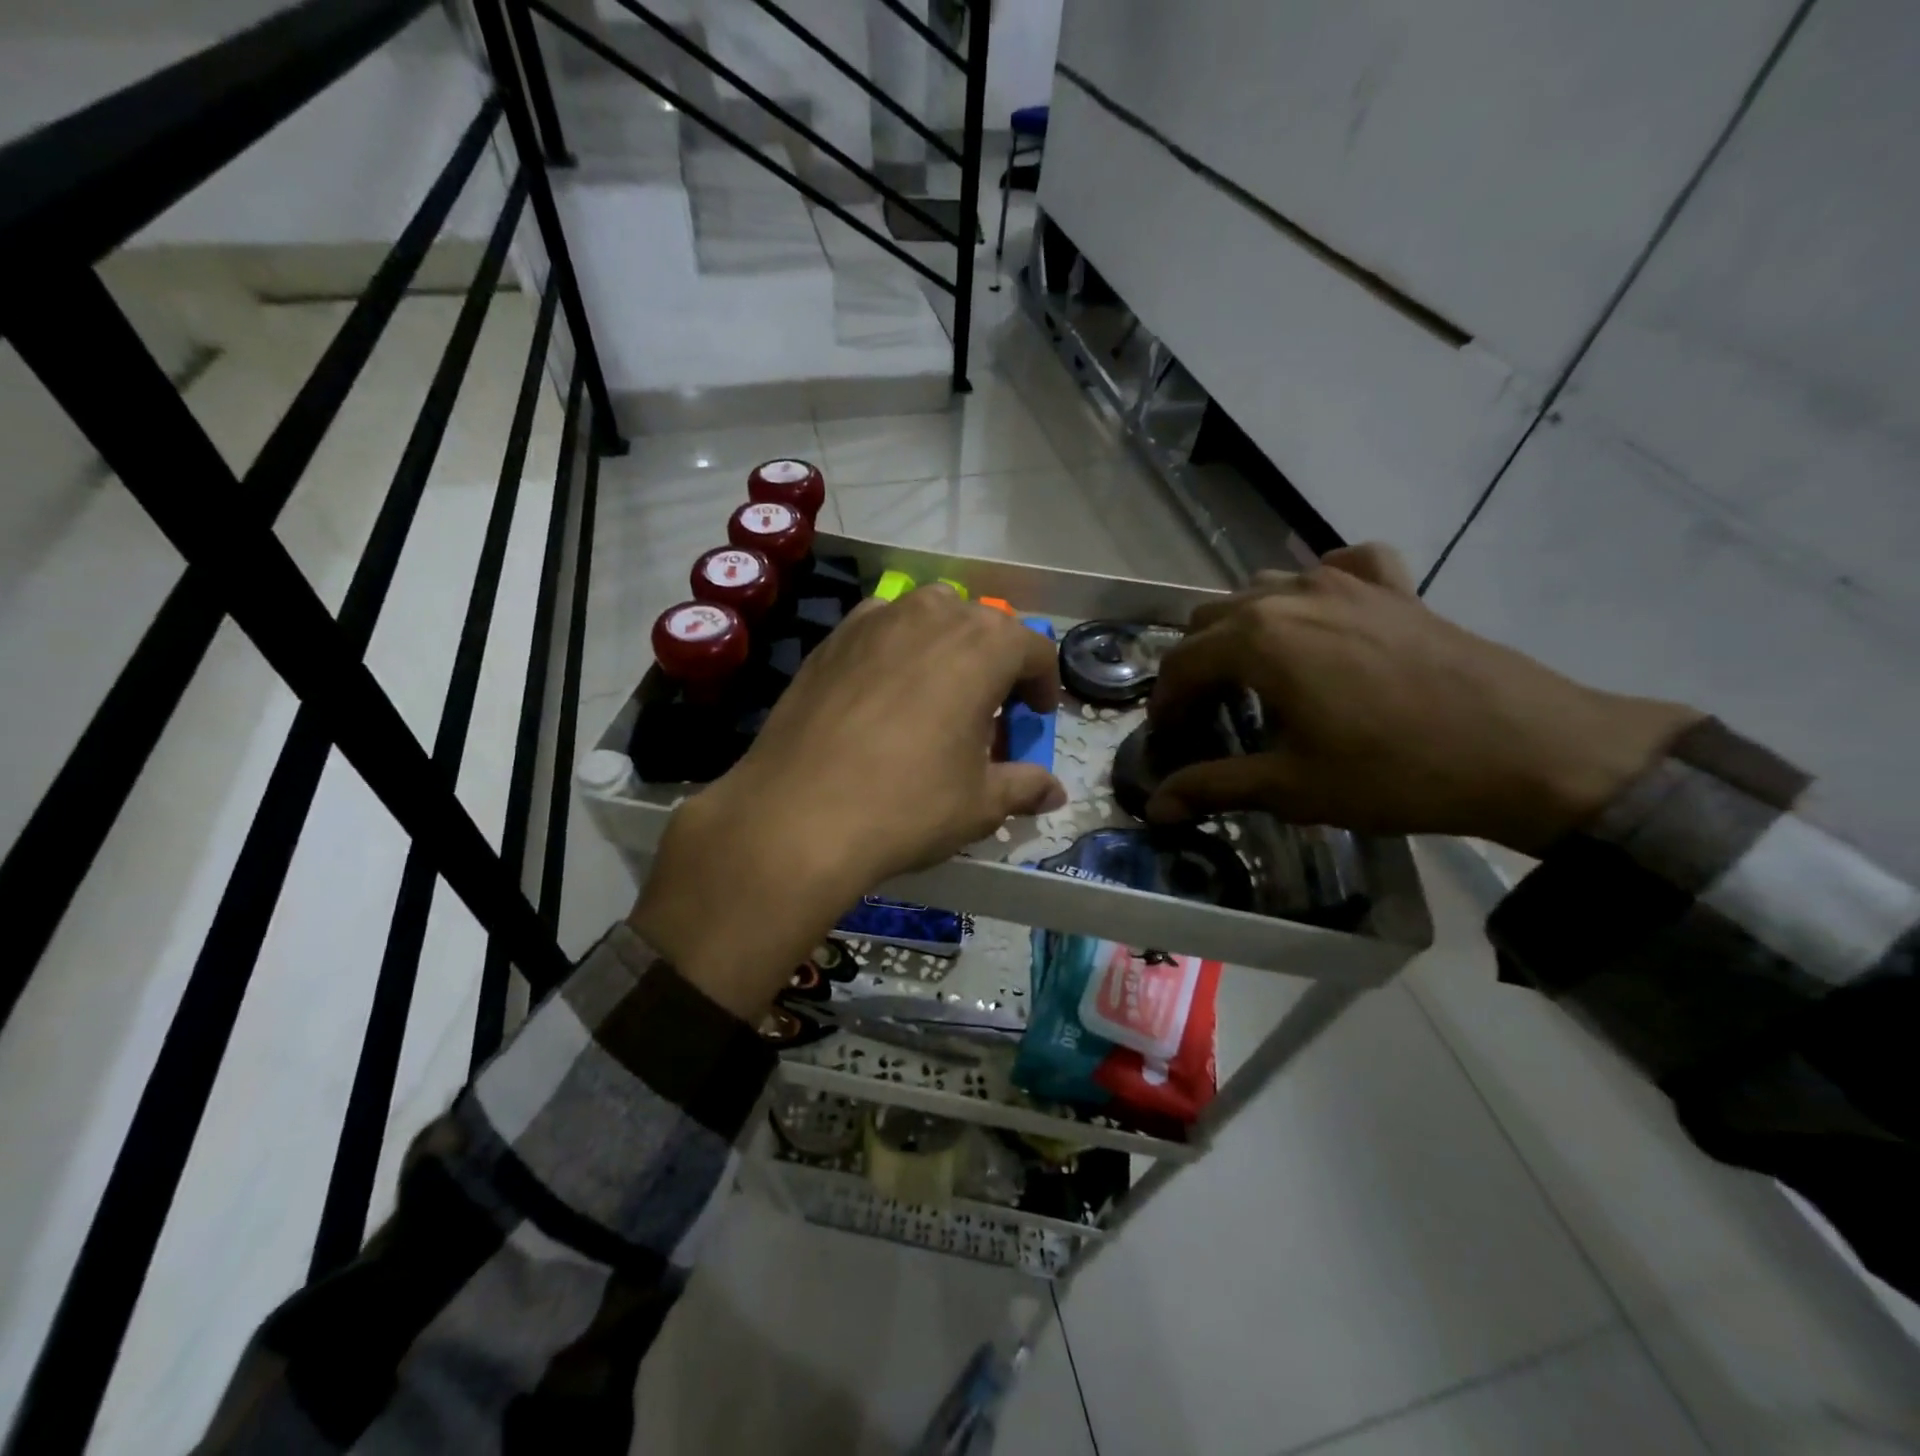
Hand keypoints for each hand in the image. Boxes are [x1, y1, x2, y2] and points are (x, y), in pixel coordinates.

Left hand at [632, 585, 1064, 1017]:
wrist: (797, 816)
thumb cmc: (907, 805)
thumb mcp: (980, 804)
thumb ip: (1024, 786)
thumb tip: (1054, 792)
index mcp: (983, 646)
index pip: (1033, 649)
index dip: (1043, 685)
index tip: (1035, 718)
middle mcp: (932, 615)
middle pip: (983, 625)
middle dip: (997, 663)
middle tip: (989, 711)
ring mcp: (875, 620)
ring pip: (930, 615)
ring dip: (947, 646)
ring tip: (938, 693)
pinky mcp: (831, 638)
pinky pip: (881, 627)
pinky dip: (897, 648)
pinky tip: (885, 690)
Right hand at [1145, 544, 1700, 854]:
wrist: (1526, 751)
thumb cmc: (1394, 772)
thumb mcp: (1292, 787)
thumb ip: (1214, 787)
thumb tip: (1155, 807)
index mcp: (1257, 640)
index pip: (1181, 663)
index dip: (1165, 703)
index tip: (1169, 737)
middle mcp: (1289, 595)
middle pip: (1211, 619)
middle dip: (1196, 665)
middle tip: (1207, 712)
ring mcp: (1344, 582)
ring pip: (1263, 588)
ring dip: (1243, 626)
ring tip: (1255, 671)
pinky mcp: (1393, 586)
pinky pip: (1339, 566)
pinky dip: (1317, 585)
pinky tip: (1324, 612)